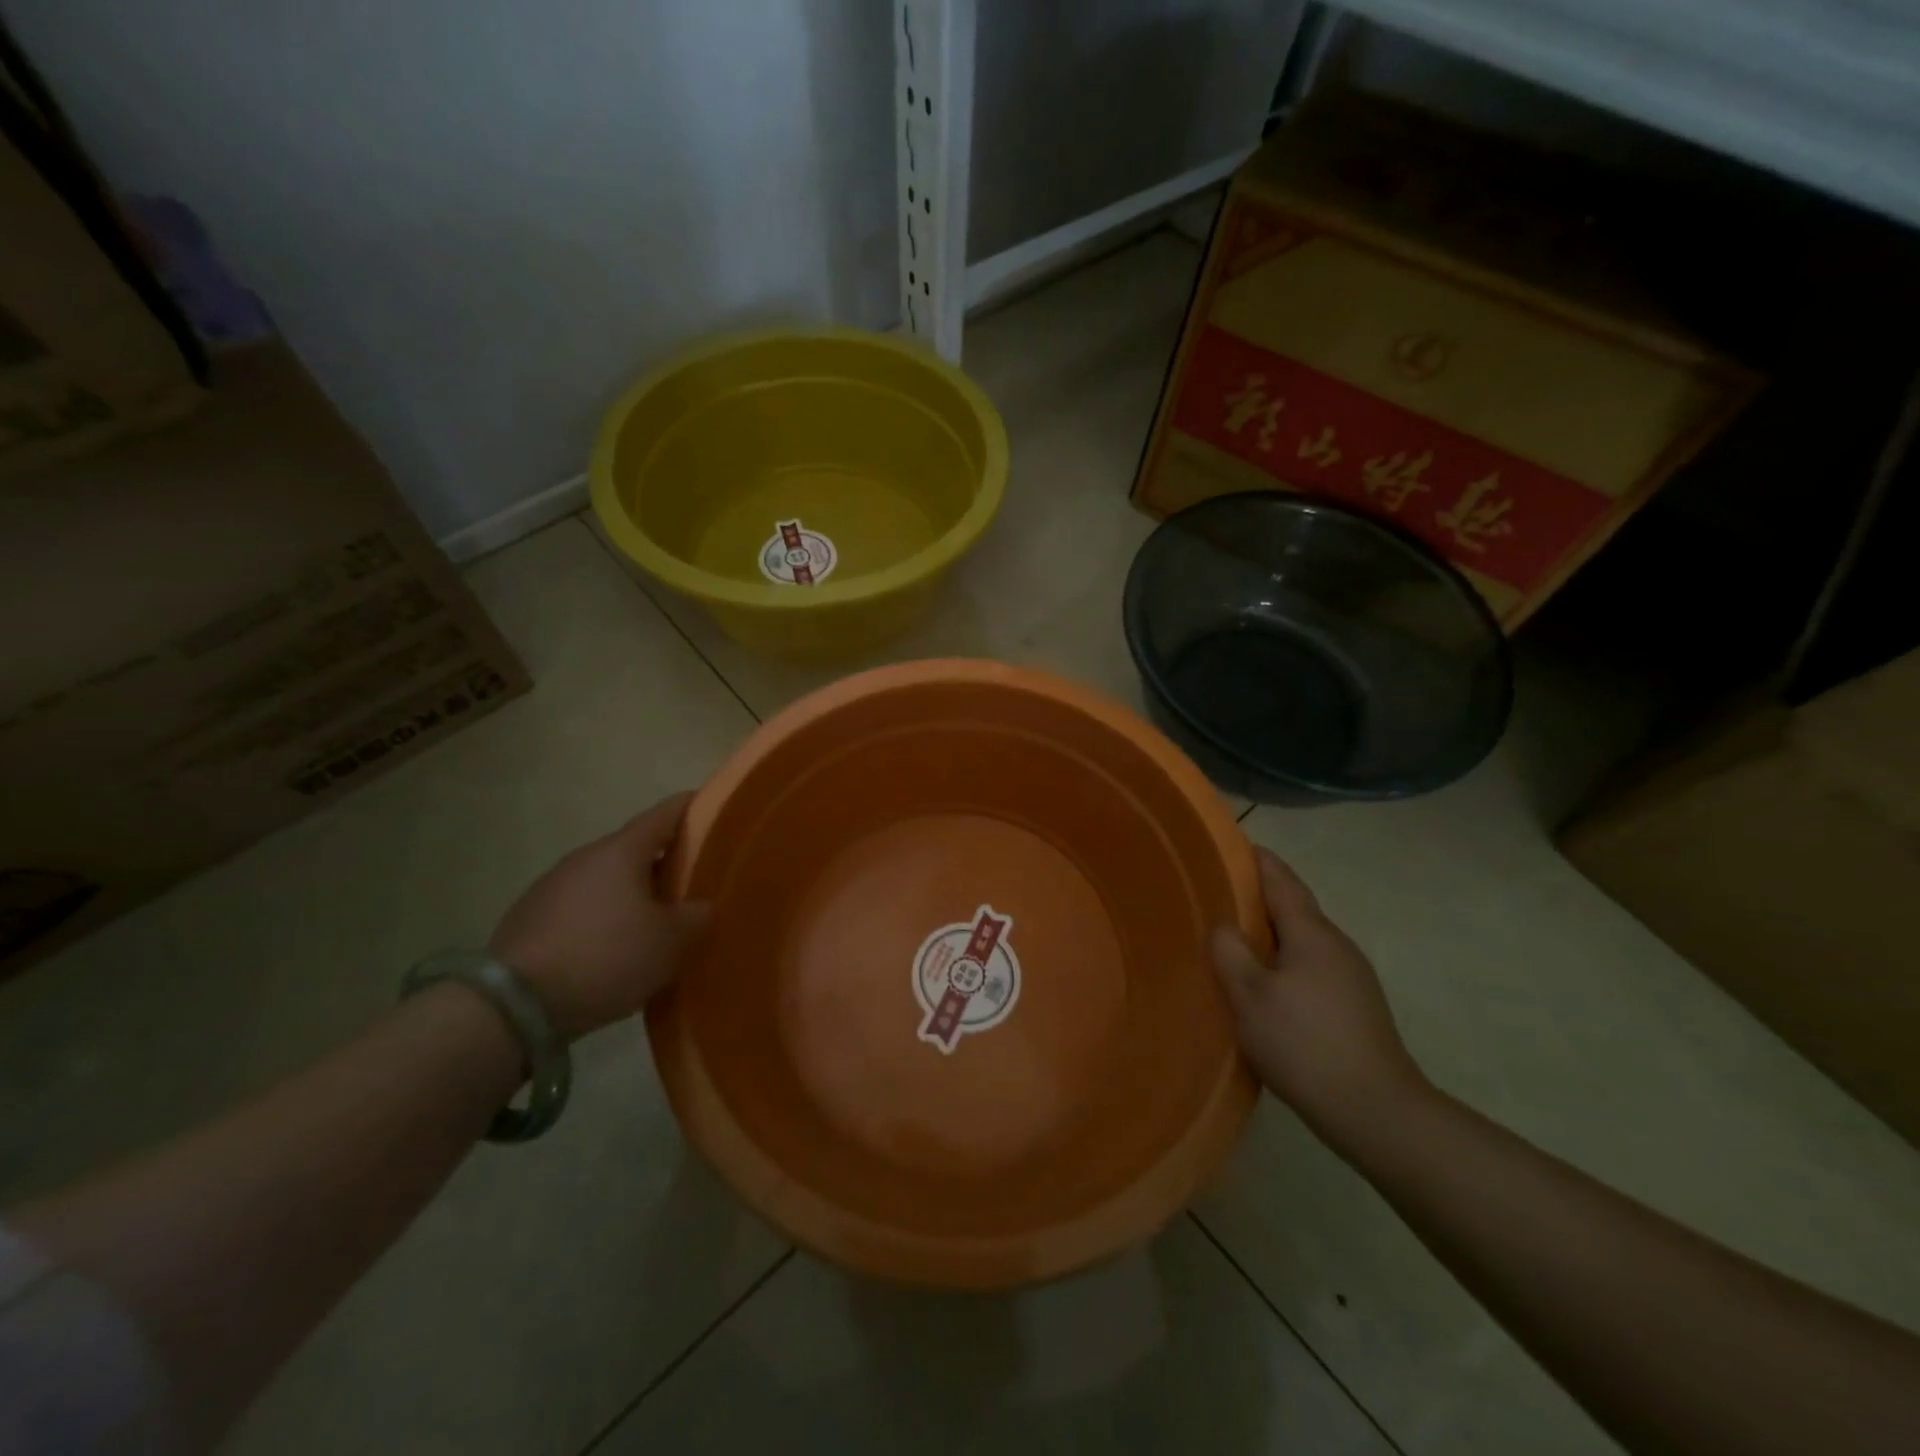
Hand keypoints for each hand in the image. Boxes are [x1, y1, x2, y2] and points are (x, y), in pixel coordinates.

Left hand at [490, 793, 710, 1040]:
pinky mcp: (530, 918)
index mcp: (622, 851)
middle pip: (636, 849)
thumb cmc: (606, 956)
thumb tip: (702, 906)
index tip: (715, 809)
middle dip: (666, 861)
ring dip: (633, 893)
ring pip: (608, 880)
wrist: (514, 1005)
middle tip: (695, 882)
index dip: (693, 807)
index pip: (665, 813)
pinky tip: (614, 949)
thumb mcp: (670, 941)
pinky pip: (583, 908)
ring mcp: (552, 886)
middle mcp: (585, 857)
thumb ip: (697, 916)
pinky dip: (605, 918)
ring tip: (656, 923)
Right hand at [1212, 848, 1429, 1145]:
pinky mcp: (1355, 1005)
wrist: (1376, 1112)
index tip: (1228, 846)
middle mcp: (1337, 945)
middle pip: (1293, 907)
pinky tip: (1265, 983)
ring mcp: (1351, 976)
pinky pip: (1311, 965)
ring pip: (1302, 939)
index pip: (1280, 879)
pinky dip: (1284, 960)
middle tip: (1216, 894)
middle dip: (1257, 896)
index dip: (1255, 860)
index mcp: (1312, 933)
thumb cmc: (1305, 1044)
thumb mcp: (1250, 996)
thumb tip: (1224, 925)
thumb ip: (1230, 951)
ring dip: (1270, 932)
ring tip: (1233, 938)